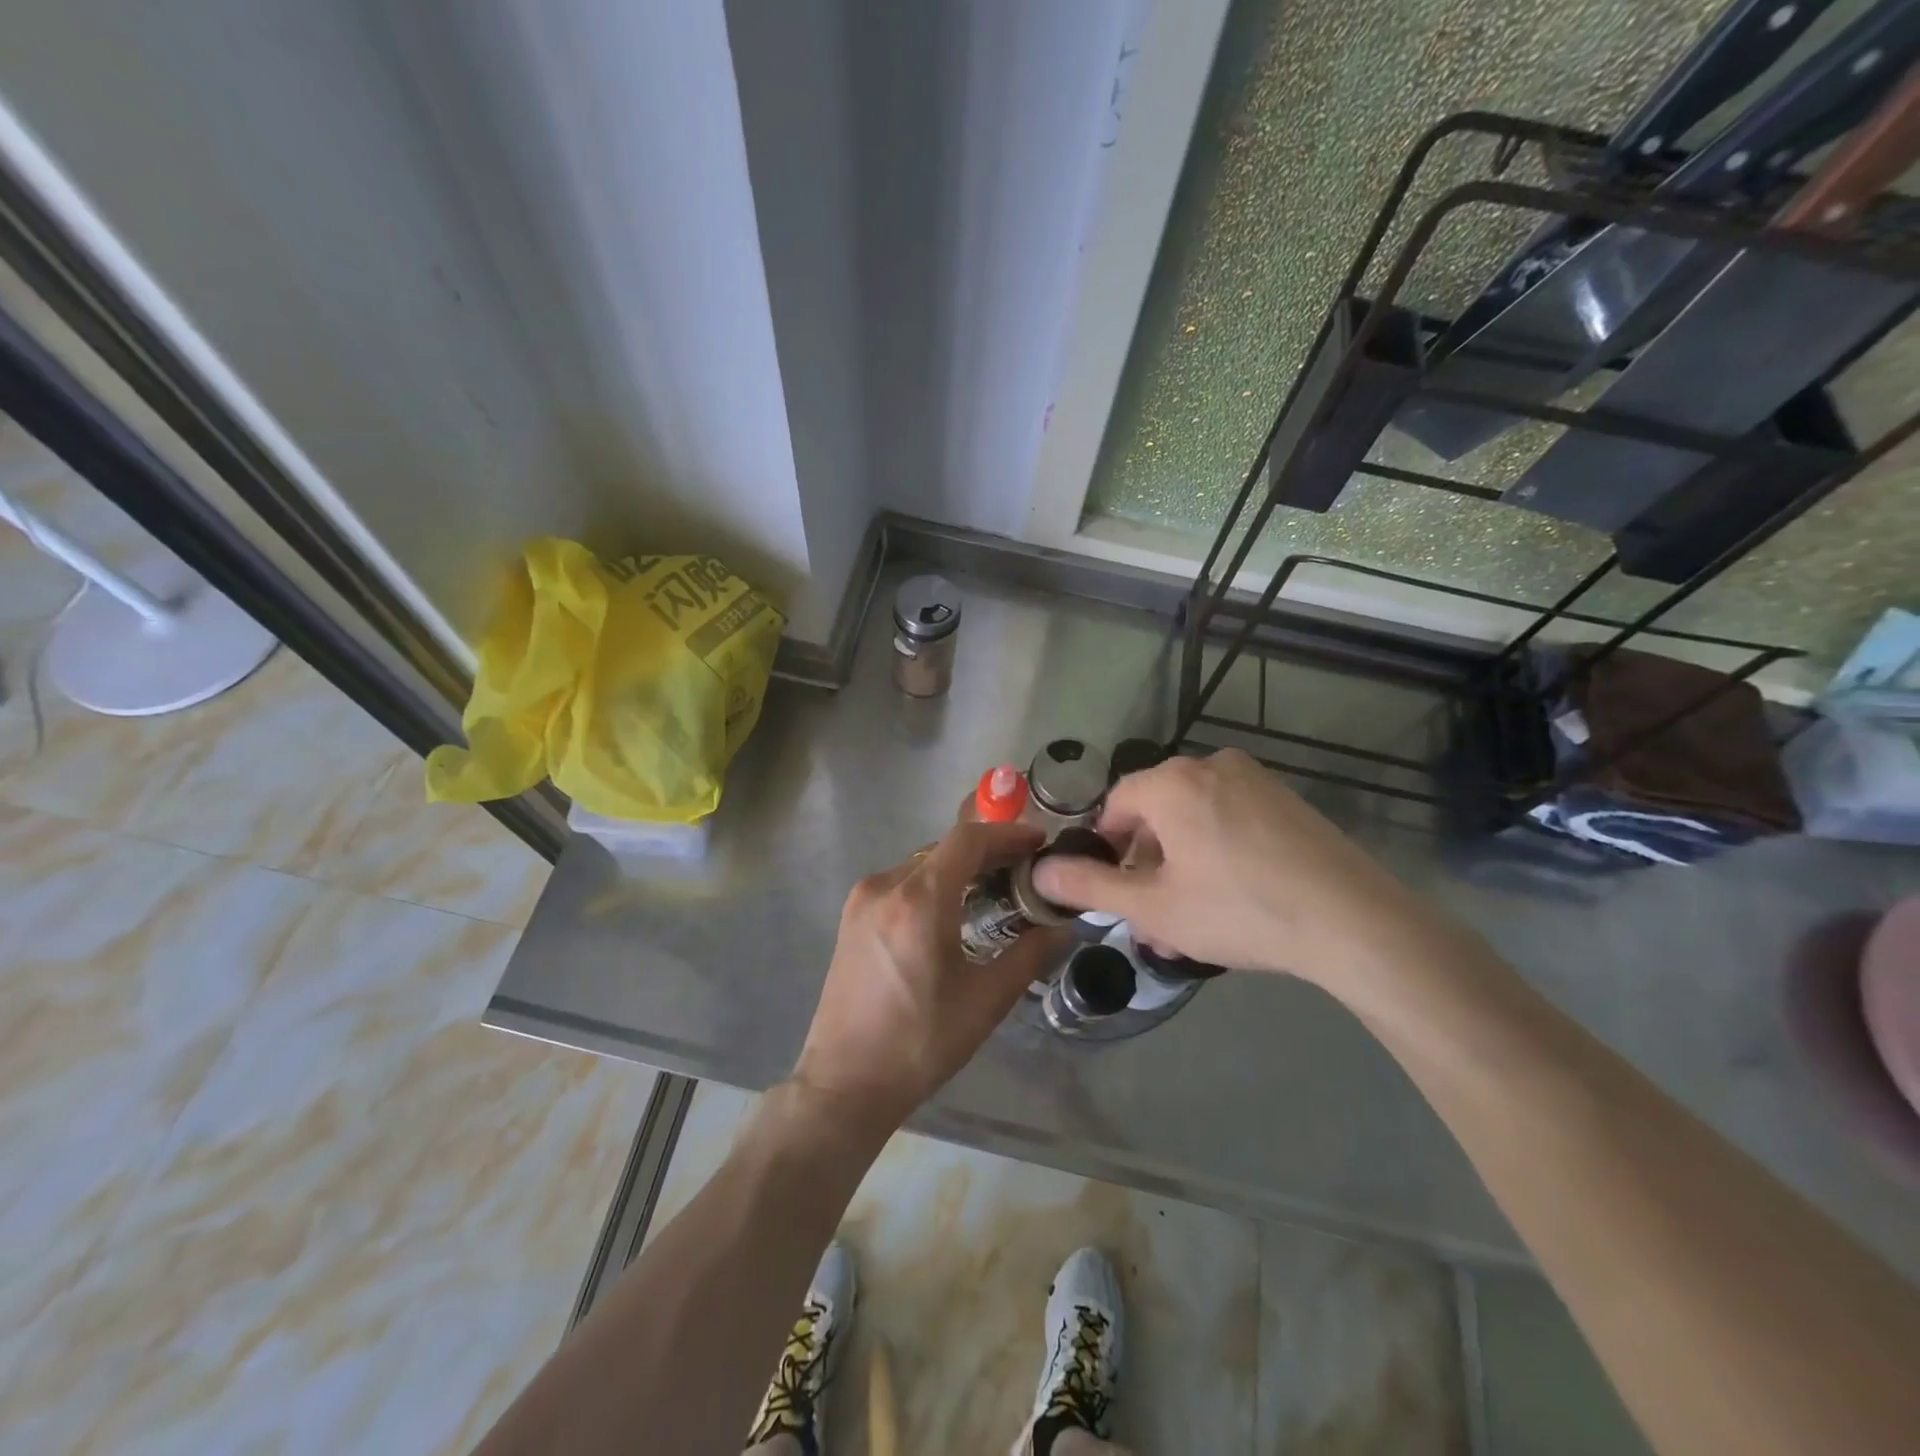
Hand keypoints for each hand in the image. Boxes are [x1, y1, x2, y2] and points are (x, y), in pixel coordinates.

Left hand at [790, 821, 1064, 1134]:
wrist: (845, 1082)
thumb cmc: (920, 1043)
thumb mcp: (985, 1001)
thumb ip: (1029, 954)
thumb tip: (1061, 926)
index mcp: (918, 900)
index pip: (968, 839)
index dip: (1007, 834)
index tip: (1039, 843)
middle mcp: (885, 886)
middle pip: (944, 848)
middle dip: (988, 852)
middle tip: (1025, 871)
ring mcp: (862, 899)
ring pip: (922, 863)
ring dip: (960, 868)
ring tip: (995, 889)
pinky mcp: (851, 916)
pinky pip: (901, 882)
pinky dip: (933, 883)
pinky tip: (954, 908)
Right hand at [1030, 748, 1451, 992]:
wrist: (1352, 922)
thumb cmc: (1238, 910)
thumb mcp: (1153, 906)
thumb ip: (1090, 885)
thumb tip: (1041, 870)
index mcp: (1172, 782)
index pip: (1116, 802)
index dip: (1106, 846)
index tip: (1113, 887)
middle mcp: (1212, 765)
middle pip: (1157, 809)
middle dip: (1146, 862)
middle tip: (1151, 914)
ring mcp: (1256, 780)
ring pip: (1195, 817)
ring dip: (1180, 862)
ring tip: (1189, 916)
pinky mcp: (1288, 801)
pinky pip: (1232, 818)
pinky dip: (1217, 851)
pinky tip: (1231, 898)